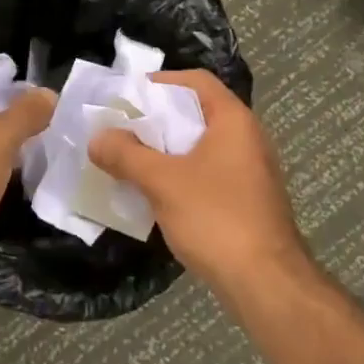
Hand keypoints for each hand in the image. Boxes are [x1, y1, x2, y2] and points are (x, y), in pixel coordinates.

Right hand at [87, 71, 305, 289]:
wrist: (265, 282)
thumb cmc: (216, 218)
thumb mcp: (162, 182)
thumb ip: (126, 155)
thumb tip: (97, 137)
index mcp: (233, 121)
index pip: (197, 81)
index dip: (161, 82)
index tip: (127, 96)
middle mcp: (247, 138)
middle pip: (196, 113)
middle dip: (156, 120)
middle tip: (120, 129)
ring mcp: (250, 171)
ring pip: (200, 148)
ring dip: (165, 152)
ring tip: (129, 160)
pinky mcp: (246, 201)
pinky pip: (207, 175)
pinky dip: (180, 176)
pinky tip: (154, 194)